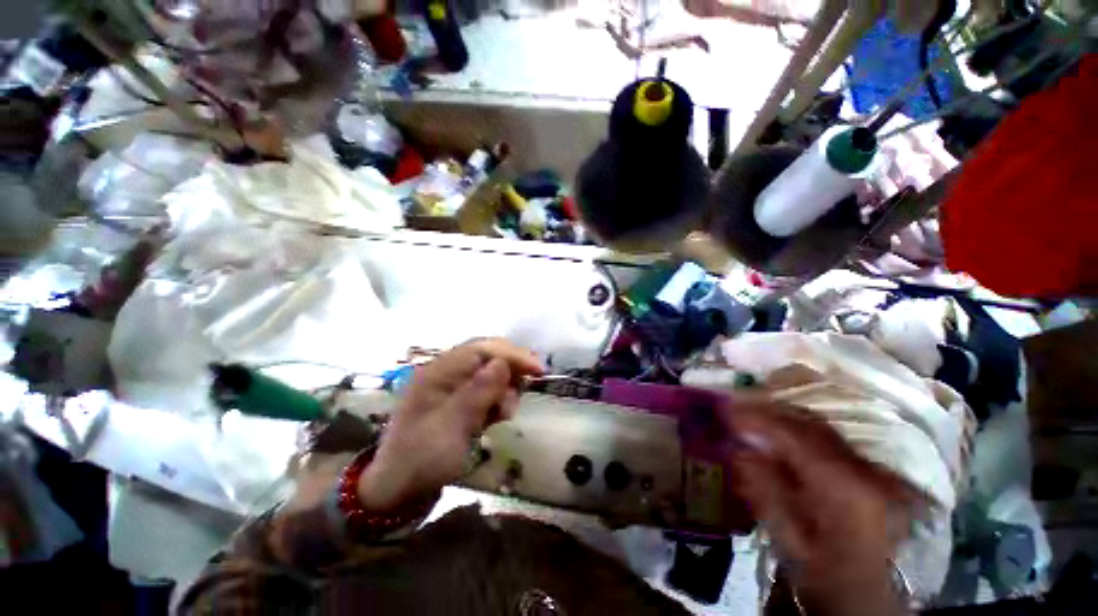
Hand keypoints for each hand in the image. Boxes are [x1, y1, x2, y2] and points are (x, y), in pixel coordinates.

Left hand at [357, 339, 543, 510]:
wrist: (398, 491)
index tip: (538, 370)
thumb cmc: (421, 460)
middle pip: (488, 355)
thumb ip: (477, 393)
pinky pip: (486, 388)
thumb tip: (503, 363)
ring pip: (490, 371)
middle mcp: (446, 372)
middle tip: (527, 387)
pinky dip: (497, 398)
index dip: (512, 355)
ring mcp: (452, 385)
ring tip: (504, 413)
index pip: (481, 349)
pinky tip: (497, 416)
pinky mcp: (458, 399)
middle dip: (511, 369)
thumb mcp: (451, 429)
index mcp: (438, 372)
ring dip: (505, 387)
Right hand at [720, 402, 923, 615]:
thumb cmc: (830, 581)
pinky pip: (830, 442)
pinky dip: (800, 434)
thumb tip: (740, 450)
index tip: (726, 411)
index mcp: (846, 490)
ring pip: (822, 430)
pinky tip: (780, 441)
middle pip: (812, 425)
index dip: (758, 418)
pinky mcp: (876, 475)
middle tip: (735, 412)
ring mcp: (876, 472)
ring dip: (784, 421)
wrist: (877, 601)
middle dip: (769, 414)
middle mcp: (866, 471)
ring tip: (752, 422)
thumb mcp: (791, 544)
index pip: (796, 437)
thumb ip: (765, 493)